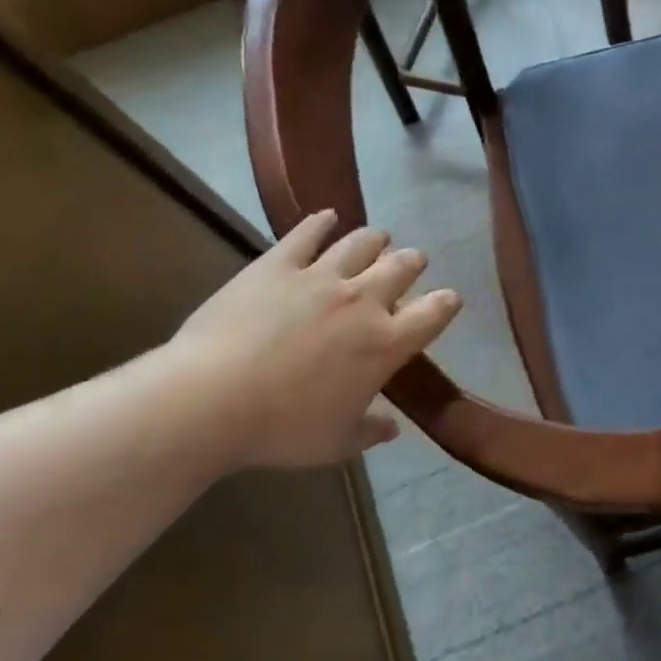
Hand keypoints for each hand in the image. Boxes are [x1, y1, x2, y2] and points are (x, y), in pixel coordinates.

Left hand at [169, 210, 460, 468]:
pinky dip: (321, 222)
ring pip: (362, 242)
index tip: (449, 299)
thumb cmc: (281, 429)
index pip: (433, 313)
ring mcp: (321, 277)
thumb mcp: (335, 443)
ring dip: (375, 239)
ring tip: (378, 237)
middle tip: (412, 262)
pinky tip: (327, 216)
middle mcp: (363, 301)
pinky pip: (307, 233)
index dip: (446, 303)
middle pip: (402, 267)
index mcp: (385, 344)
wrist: (211, 400)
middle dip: (413, 262)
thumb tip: (392, 428)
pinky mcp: (279, 264)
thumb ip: (370, 431)